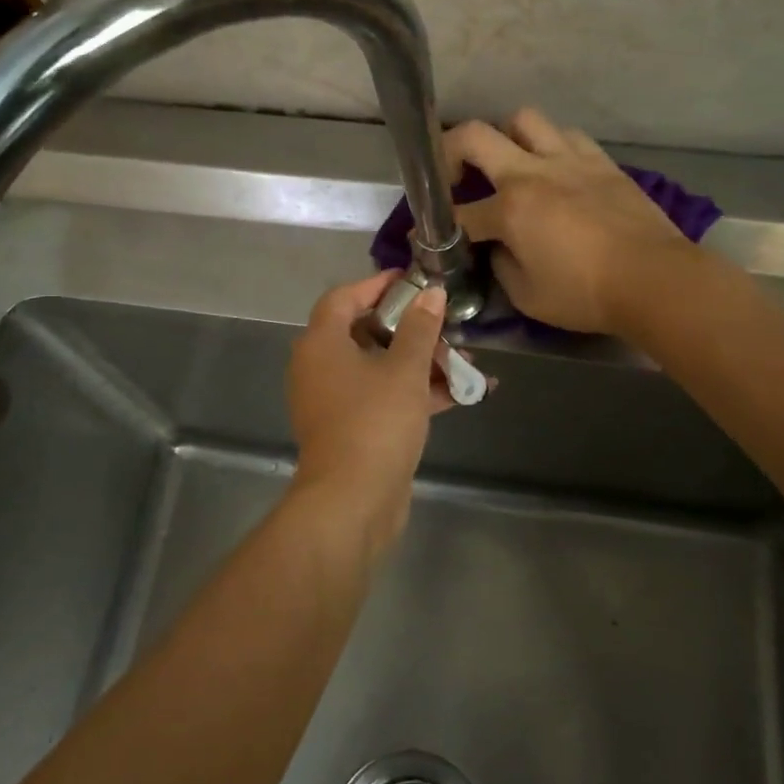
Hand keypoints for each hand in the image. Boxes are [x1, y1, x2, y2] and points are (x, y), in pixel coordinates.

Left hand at [286, 270, 452, 556]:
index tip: (413, 281)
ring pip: (378, 368)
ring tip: (463, 361)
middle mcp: (320, 368)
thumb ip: (420, 329)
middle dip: (409, 328)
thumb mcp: (405, 370)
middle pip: (363, 332)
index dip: (376, 285)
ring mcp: (334, 401)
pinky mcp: (351, 429)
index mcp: (322, 344)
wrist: (352, 502)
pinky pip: (383, 398)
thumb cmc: (375, 422)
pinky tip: (461, 394)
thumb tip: (431, 293)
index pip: (343, 298)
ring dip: (419, 363)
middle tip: (443, 324)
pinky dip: (415, 393)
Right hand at [443, 108, 697, 334]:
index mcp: (510, 209)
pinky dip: (550, 146)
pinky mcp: (600, 161)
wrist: (655, 279)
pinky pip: (566, 135)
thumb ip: (501, 266)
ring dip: (506, 138)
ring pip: (523, 119)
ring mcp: (569, 159)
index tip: (431, 238)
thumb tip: (496, 249)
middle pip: (473, 135)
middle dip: (449, 151)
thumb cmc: (586, 294)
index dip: (438, 229)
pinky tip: (555, 170)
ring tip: (509, 165)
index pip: (459, 213)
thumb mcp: (528, 296)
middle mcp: (532, 172)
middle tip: (453, 177)